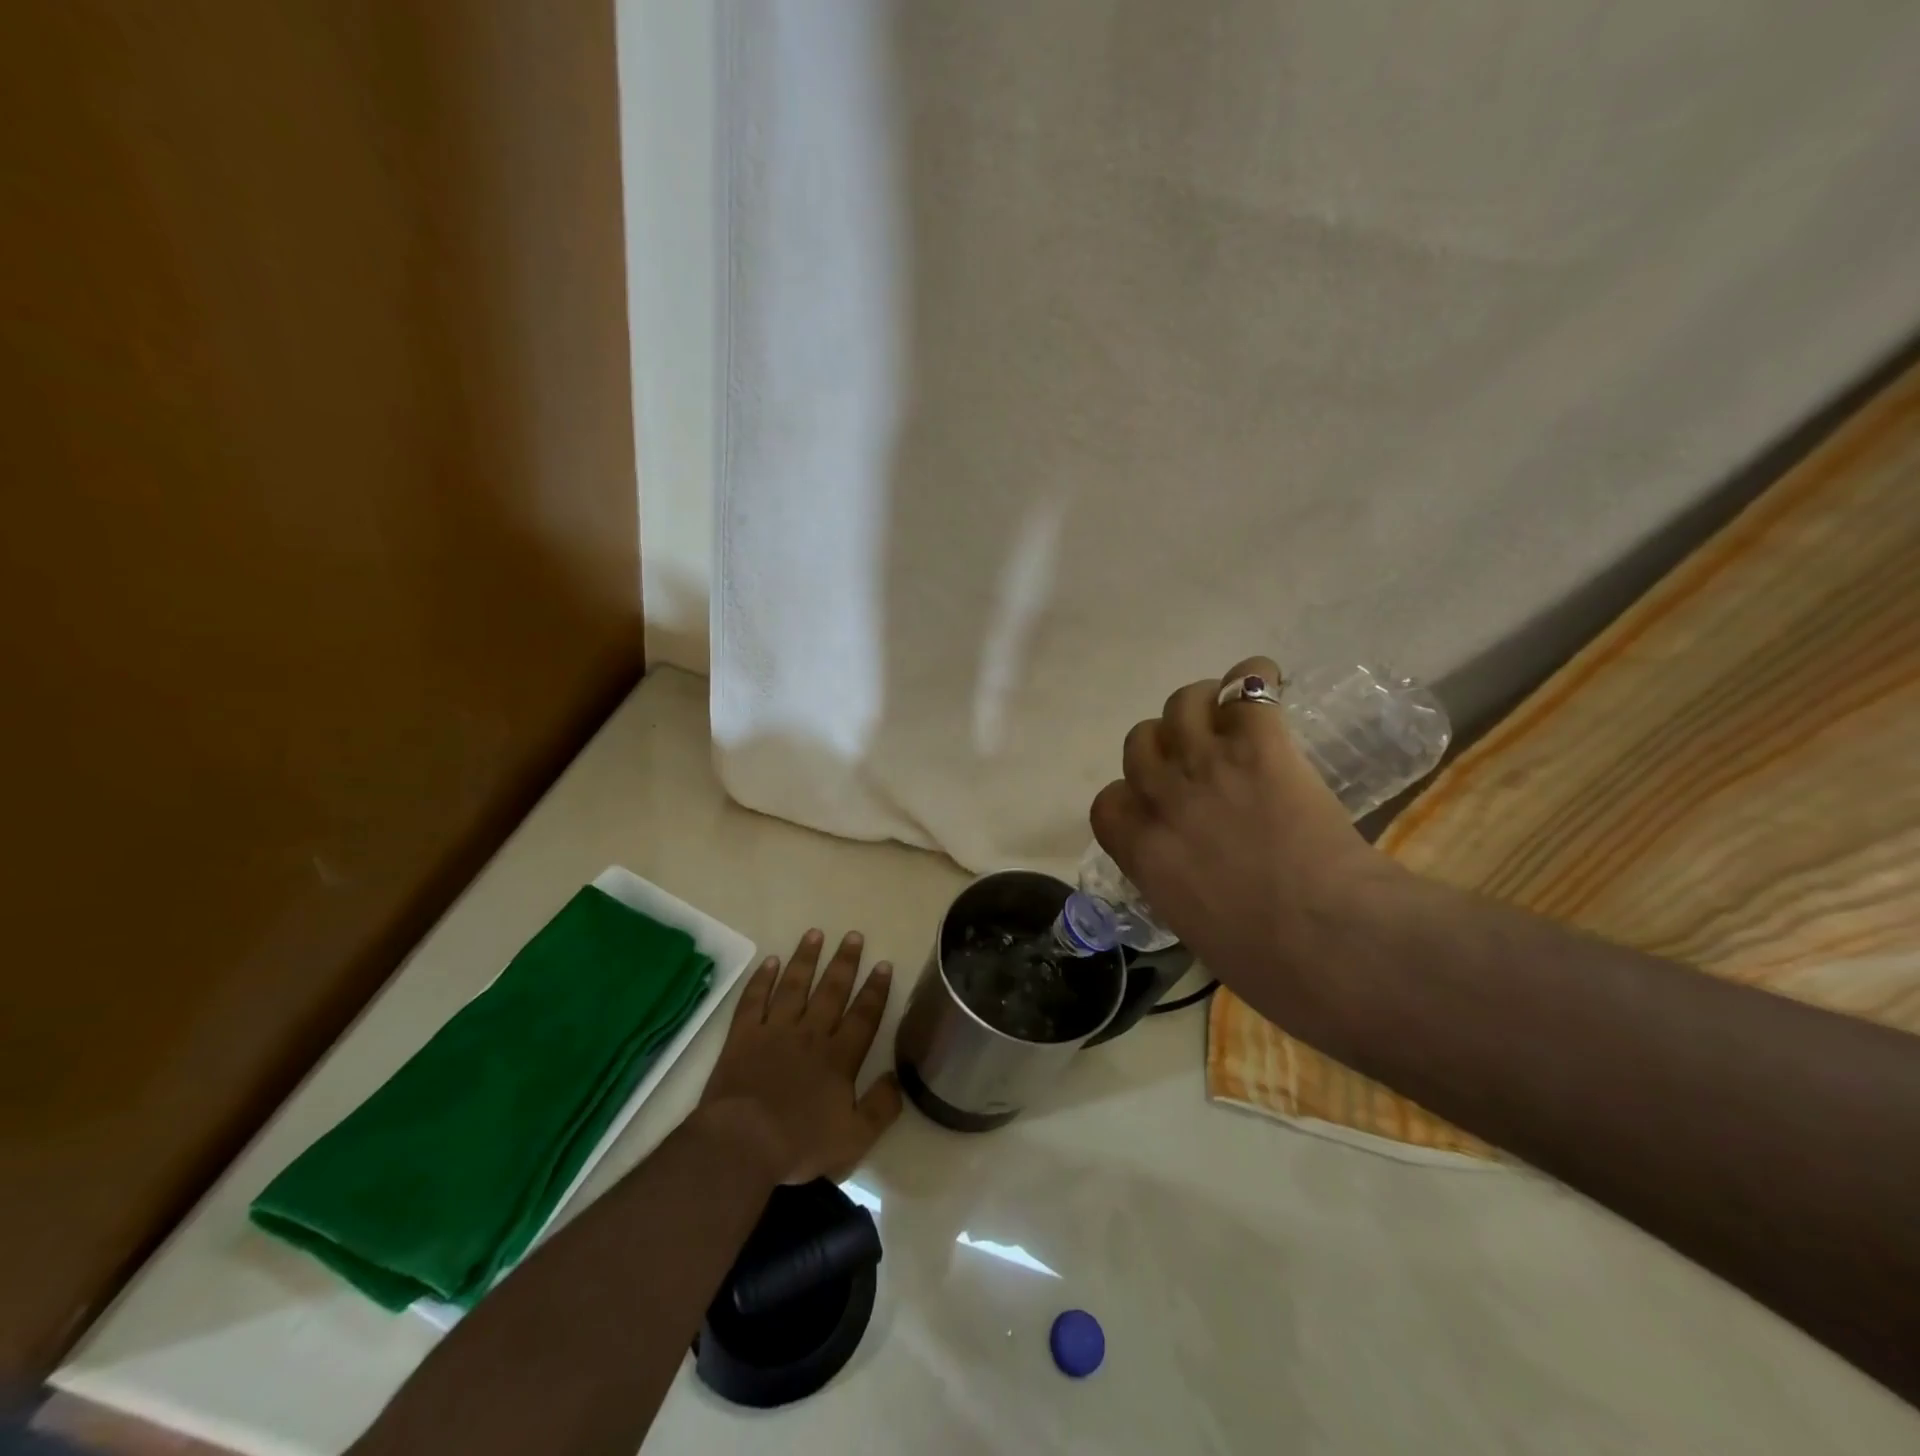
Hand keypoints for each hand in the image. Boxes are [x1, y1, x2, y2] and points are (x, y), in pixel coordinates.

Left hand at [698, 929, 902, 1184]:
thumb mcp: (854, 1139)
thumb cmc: (799, 1144)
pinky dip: (762, 979)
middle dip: (844, 962)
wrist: (741, 1144)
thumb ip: (880, 1108)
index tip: (883, 964)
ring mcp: (774, 1031)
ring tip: (815, 934)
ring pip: (794, 986)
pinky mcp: (743, 1036)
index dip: (875, 990)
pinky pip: (754, 1000)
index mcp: (839, 1058)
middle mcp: (810, 1035)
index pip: (863, 1016)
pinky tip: (770, 961)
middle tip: (853, 936)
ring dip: (805, 959)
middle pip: (831, 991)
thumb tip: (897, 1079)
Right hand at [1089, 656, 1403, 1005]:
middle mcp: (1163, 799)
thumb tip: (1200, 880)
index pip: (1107, 802)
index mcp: (1142, 853)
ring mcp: (1208, 765)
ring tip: (1230, 714)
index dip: (1131, 796)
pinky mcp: (1259, 745)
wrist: (1332, 944)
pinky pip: (1246, 687)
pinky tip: (1269, 685)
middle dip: (1165, 747)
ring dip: (1201, 704)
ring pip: (1182, 703)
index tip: (1156, 804)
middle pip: (1140, 742)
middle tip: (1201, 757)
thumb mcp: (1197, 931)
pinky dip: (1255, 679)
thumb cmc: (1269, 964)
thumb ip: (1182, 888)